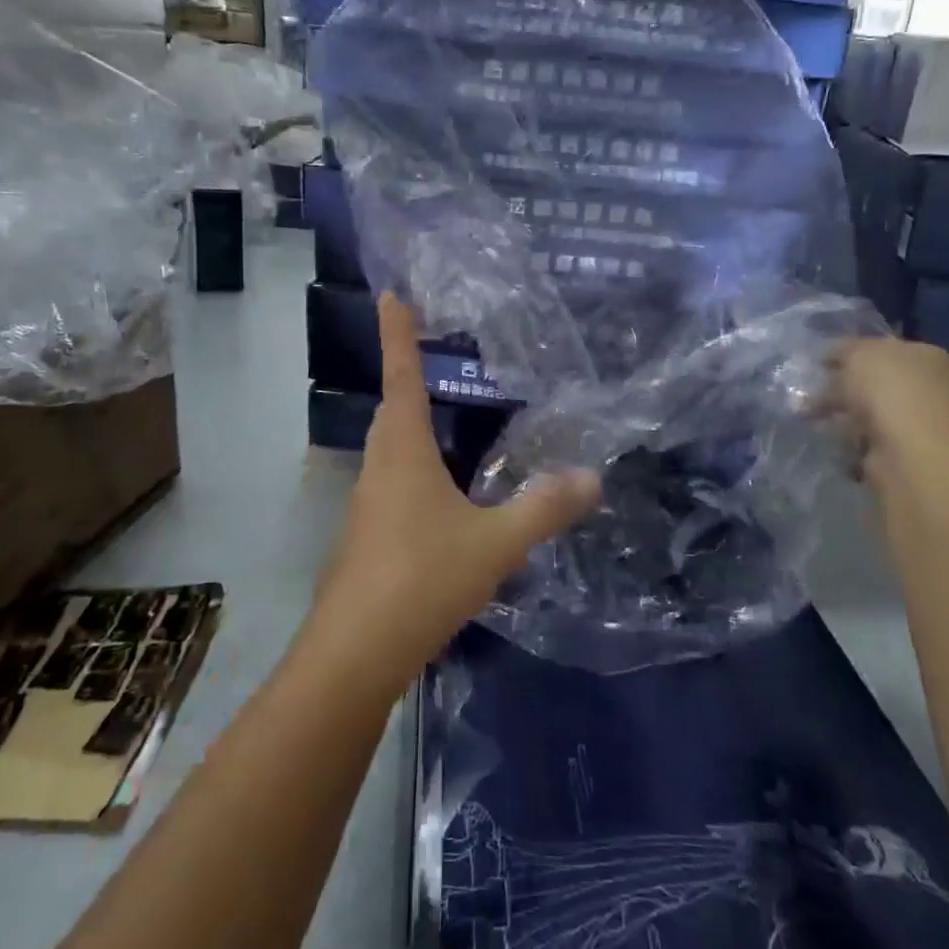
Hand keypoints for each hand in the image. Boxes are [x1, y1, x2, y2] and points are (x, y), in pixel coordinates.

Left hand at [301, 294, 600, 694]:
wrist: (355, 654)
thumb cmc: (422, 579)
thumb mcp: (495, 543)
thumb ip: (544, 509)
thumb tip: (594, 477)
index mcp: (403, 453)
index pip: (401, 377)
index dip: (398, 334)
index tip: (391, 295)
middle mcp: (378, 469)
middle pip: (391, 412)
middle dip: (405, 379)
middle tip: (428, 358)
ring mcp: (366, 506)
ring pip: (388, 451)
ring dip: (410, 429)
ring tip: (442, 424)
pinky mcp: (365, 539)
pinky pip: (391, 486)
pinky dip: (414, 473)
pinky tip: (440, 501)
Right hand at [818, 336, 948, 491]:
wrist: (911, 455)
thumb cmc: (889, 392)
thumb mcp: (859, 354)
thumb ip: (842, 349)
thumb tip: (829, 355)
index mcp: (925, 356)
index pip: (880, 347)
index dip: (847, 352)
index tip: (816, 361)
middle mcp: (926, 387)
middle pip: (871, 381)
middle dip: (838, 385)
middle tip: (806, 389)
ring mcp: (916, 422)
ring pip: (865, 410)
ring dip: (838, 413)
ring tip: (807, 416)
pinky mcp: (902, 453)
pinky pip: (865, 439)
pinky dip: (846, 439)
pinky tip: (832, 439)